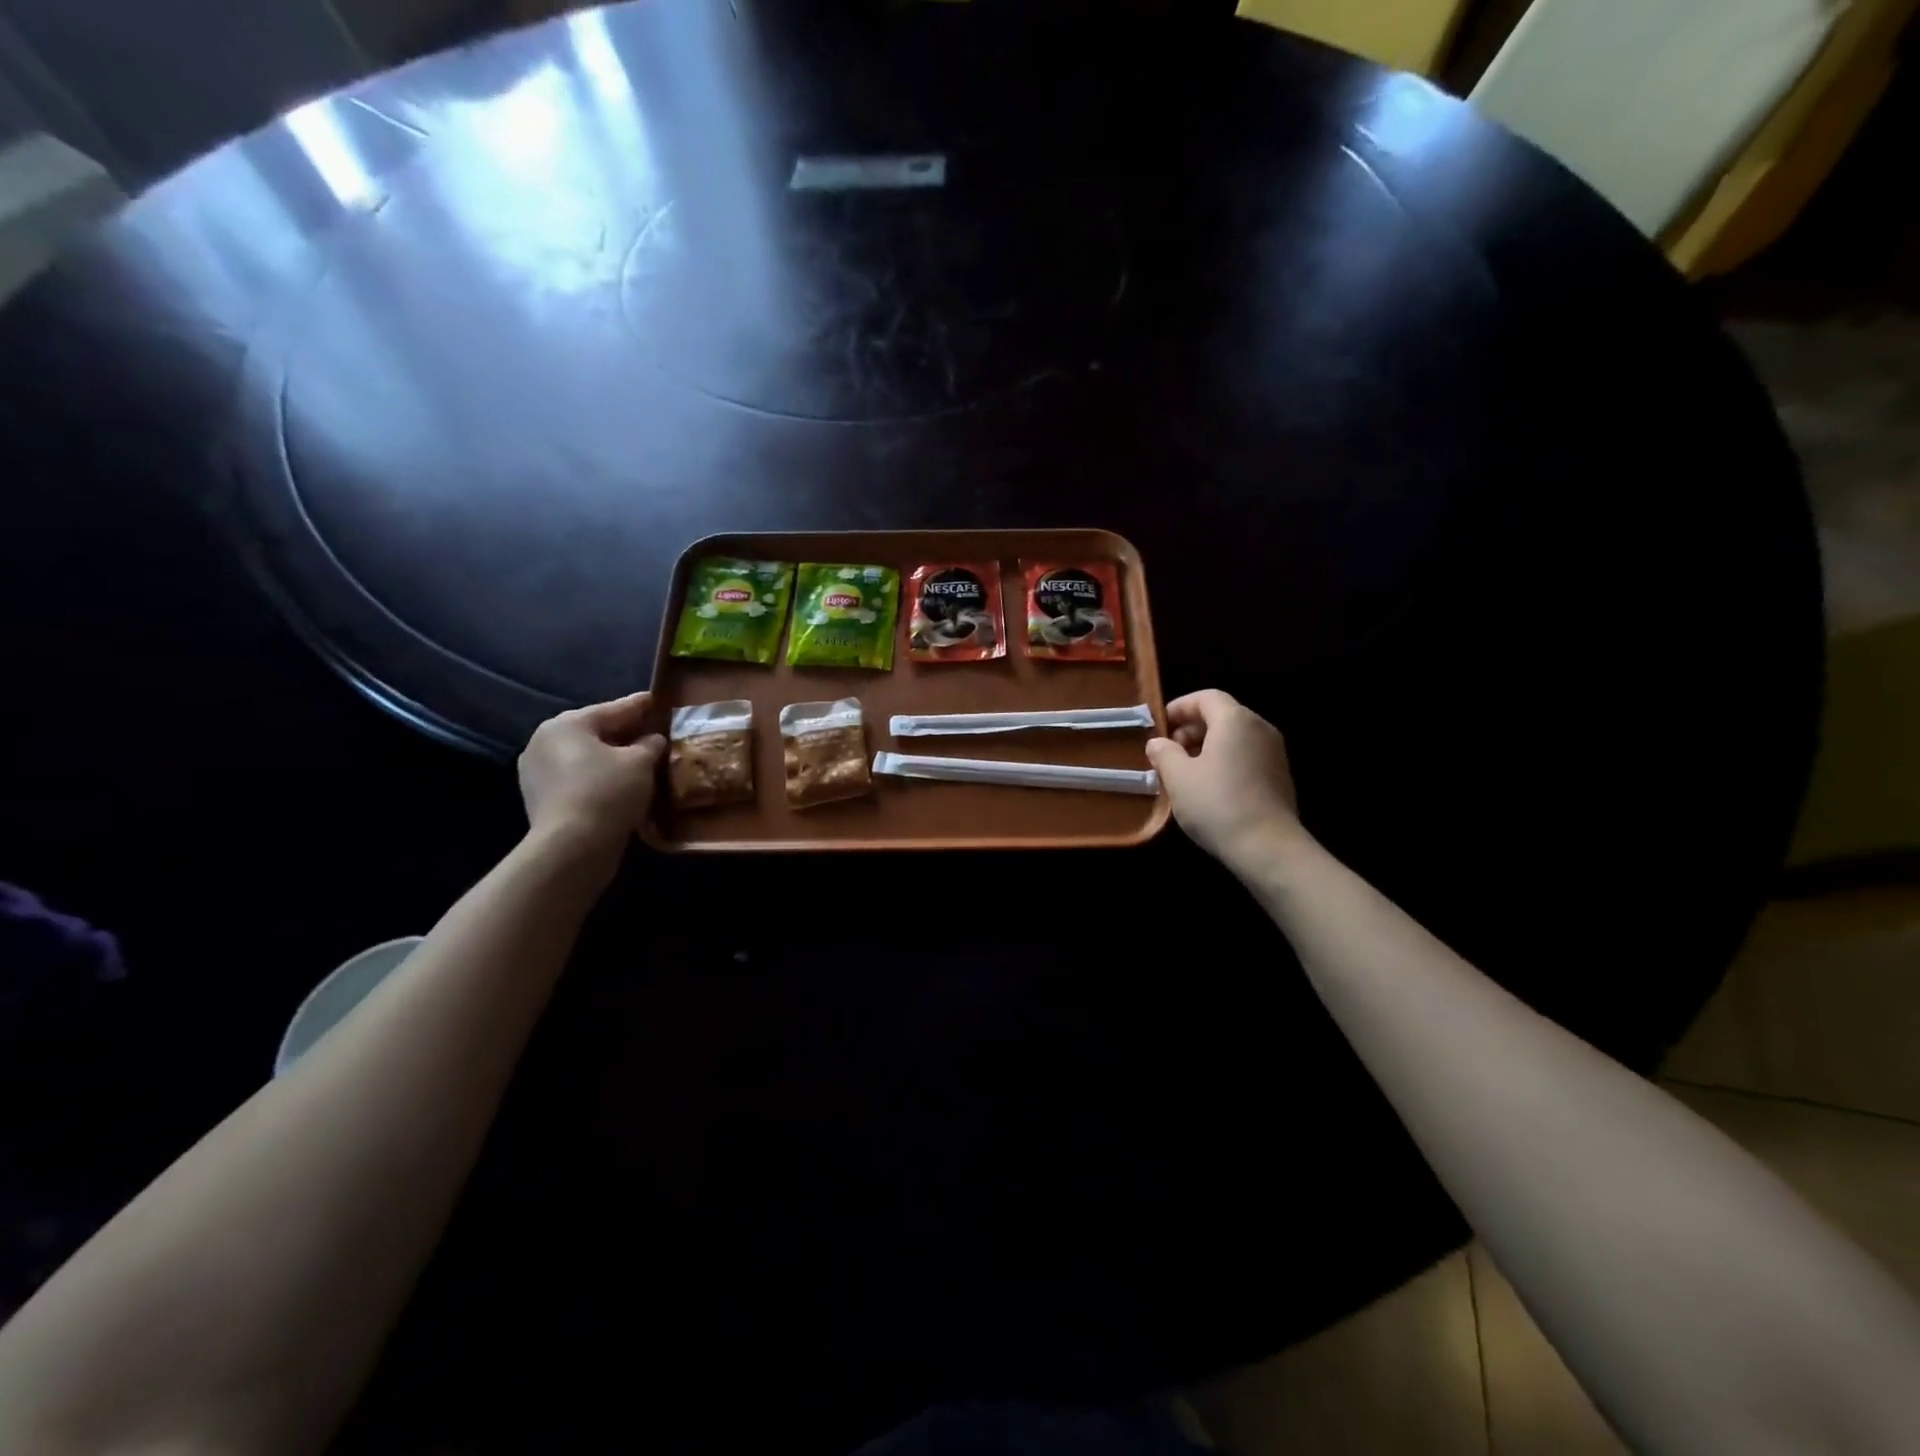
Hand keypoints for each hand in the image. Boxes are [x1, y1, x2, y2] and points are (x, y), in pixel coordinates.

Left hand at [518, 692, 665, 864]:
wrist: (571, 846)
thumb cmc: (608, 792)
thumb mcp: (640, 762)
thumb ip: (649, 744)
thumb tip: (652, 739)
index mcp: (567, 725)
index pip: (612, 709)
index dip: (638, 705)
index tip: (654, 698)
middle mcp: (544, 742)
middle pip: (594, 731)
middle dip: (623, 731)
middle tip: (649, 728)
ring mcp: (537, 772)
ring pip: (584, 756)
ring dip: (610, 756)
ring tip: (638, 758)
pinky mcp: (540, 798)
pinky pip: (577, 777)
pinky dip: (598, 776)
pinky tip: (619, 782)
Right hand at [1146, 690, 1303, 869]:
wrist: (1268, 848)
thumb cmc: (1217, 804)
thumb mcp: (1178, 777)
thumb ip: (1164, 753)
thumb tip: (1158, 743)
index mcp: (1235, 720)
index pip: (1206, 697)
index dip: (1179, 707)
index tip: (1159, 727)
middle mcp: (1260, 728)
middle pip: (1222, 715)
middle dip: (1191, 728)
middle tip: (1169, 752)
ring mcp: (1274, 753)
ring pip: (1234, 738)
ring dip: (1207, 747)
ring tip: (1185, 773)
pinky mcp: (1280, 777)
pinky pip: (1246, 756)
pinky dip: (1225, 761)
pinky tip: (1210, 788)